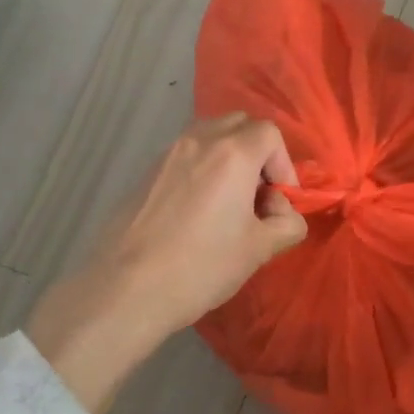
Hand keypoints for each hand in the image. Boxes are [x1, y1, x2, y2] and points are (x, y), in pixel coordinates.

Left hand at [26, 115, 307, 413]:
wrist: (126, 289)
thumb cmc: (201, 267)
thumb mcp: (259, 250)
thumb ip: (287, 223)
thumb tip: (283, 213)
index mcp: (232, 153)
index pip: (270, 134)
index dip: (284, 165)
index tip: (280, 201)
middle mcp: (199, 141)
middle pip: (239, 124)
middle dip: (258, 153)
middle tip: (258, 195)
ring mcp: (167, 154)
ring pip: (210, 136)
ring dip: (229, 158)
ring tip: (229, 203)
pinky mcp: (146, 173)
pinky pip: (185, 155)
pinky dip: (202, 169)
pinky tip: (198, 212)